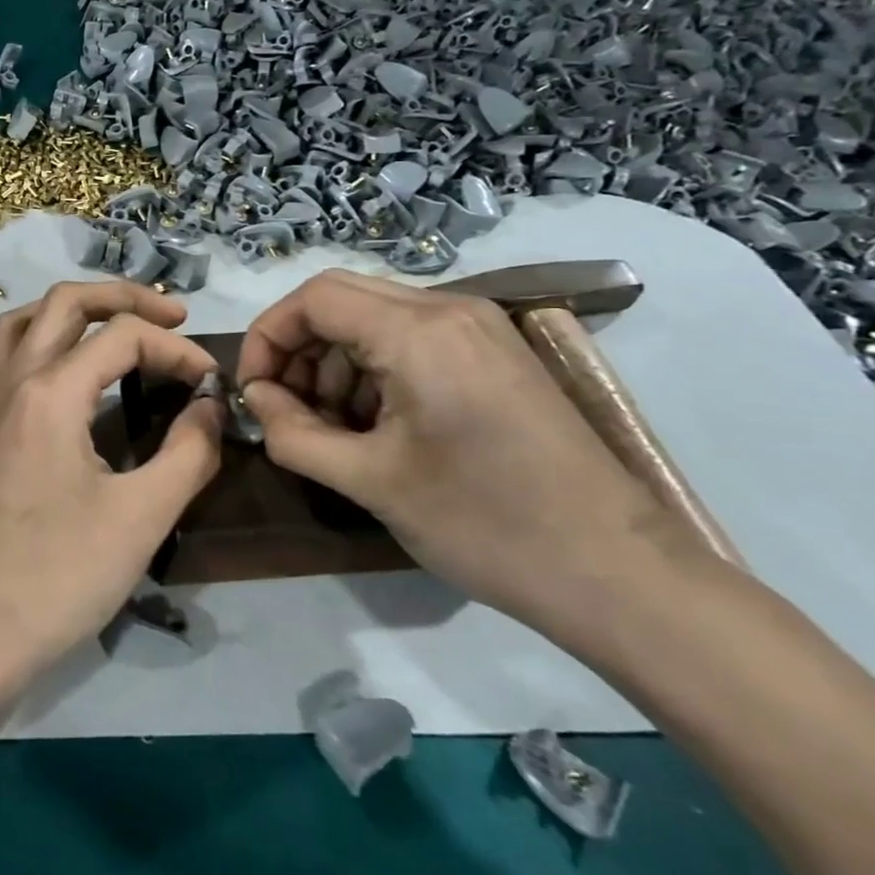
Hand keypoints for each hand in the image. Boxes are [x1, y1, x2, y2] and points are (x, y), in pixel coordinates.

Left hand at [0, 282, 223, 692]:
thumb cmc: (60, 575)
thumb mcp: (142, 516)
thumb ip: (187, 452)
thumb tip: (210, 406)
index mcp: (49, 391)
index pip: (121, 335)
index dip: (175, 348)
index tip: (211, 382)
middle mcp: (12, 379)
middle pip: (64, 302)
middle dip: (123, 297)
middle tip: (171, 316)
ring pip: (24, 320)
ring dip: (73, 311)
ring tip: (117, 327)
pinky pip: (6, 358)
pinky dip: (41, 343)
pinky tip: (67, 377)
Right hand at [235, 269, 703, 638]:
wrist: (620, 575)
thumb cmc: (484, 525)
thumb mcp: (369, 481)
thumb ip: (293, 433)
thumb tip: (258, 402)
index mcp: (418, 332)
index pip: (312, 299)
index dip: (268, 338)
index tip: (254, 393)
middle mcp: (449, 310)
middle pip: (340, 299)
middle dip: (298, 348)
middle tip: (286, 408)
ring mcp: (479, 328)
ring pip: (374, 317)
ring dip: (335, 362)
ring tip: (332, 427)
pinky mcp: (495, 353)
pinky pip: (411, 338)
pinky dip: (375, 369)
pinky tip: (378, 425)